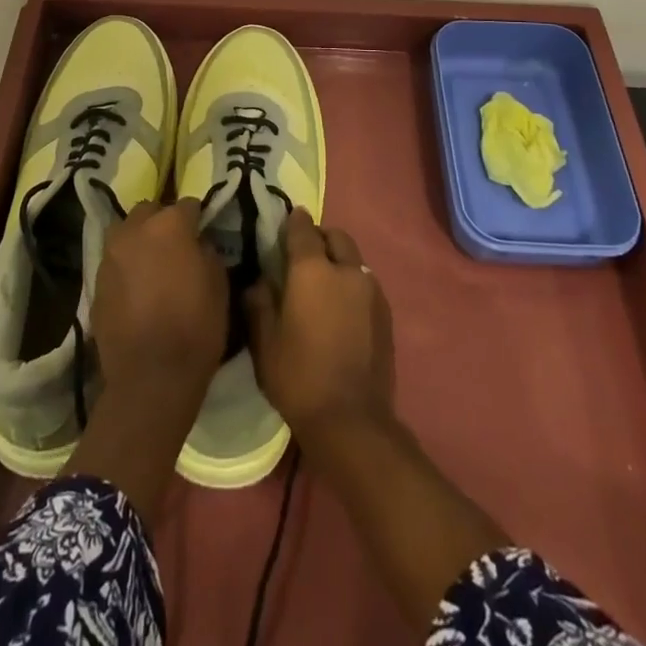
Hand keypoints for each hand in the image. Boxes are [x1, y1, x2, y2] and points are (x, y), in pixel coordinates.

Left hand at [91, 199, 226, 400]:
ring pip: (125, 232)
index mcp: (169, 225)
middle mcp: (135, 230)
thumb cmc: (195, 328)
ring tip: (151, 263)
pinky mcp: (95, 282)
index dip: (197, 217)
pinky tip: (135, 288)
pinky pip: (114, 262)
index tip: (203, 230)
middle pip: (149, 211)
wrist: (150, 378)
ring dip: (139, 239)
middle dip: (162, 221)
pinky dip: (125, 266)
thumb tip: (198, 244)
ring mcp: (110, 255)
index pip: (187, 205)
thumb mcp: (219, 285)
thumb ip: (208, 253)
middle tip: (174, 244)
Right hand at [244, 209, 394, 453]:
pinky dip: (353, 283)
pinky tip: (342, 309)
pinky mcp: (386, 313)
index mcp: (312, 270)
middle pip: (336, 236)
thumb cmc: (299, 378)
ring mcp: (371, 290)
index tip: (284, 223)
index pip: (303, 228)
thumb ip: (259, 302)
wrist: (352, 423)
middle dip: (320, 237)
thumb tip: (259, 280)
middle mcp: (346, 270)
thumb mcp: (264, 342)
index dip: (292, 222)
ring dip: (339, 260)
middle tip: (303, 256)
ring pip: (354, 259)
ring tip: (324, 284)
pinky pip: (366, 283)